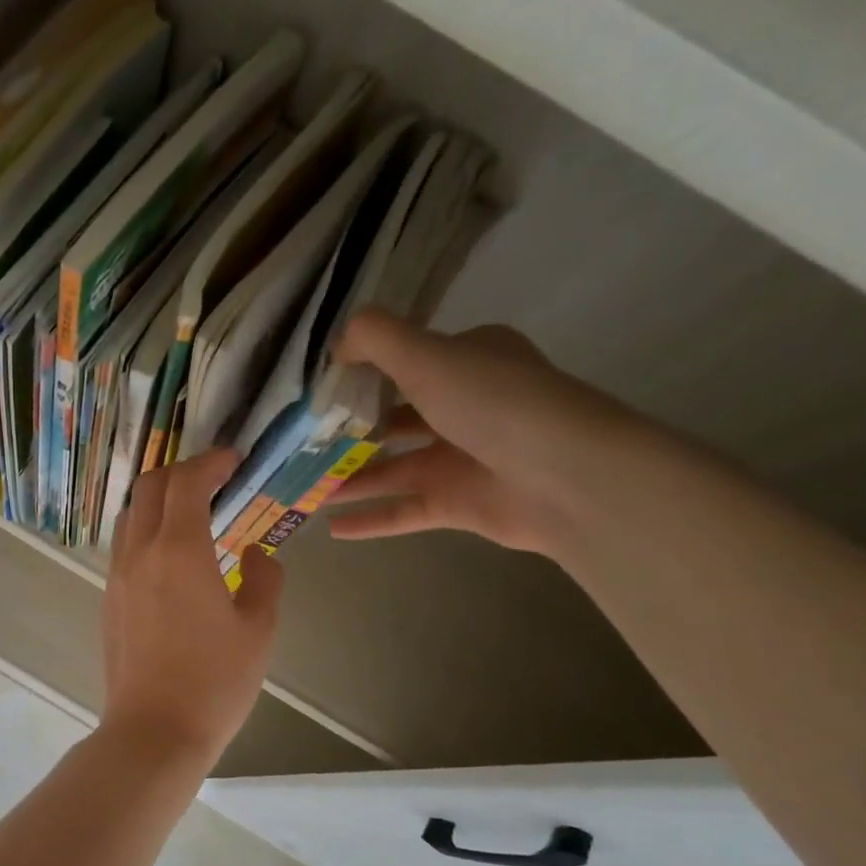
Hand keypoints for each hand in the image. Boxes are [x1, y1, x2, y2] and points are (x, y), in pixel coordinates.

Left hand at [102, 448, 283, 764]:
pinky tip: (172, 555)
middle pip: (150, 487)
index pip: (187, 482)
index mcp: (178, 551)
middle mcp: (140, 553)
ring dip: (159, 500)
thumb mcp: (258, 630)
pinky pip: (124, 545)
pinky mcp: (108, 598)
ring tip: (192, 514)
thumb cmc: (214, 682)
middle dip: (181, 472)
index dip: (211, 462)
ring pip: (130, 514)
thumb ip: (264, 580)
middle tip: (214, 480)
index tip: (234, 461)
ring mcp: (117, 576)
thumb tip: (257, 554)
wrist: (153, 731)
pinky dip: (147, 530)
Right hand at [329, 313, 640, 555]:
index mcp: (466, 361)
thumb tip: (336, 345)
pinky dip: (370, 518)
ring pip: (391, 467)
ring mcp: (461, 458)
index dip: (359, 370)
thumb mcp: (429, 355)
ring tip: (300, 485)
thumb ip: (376, 339)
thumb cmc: (494, 404)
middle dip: (347, 429)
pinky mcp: (458, 503)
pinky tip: (330, 527)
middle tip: (298, 441)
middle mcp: (464, 407)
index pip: (405, 359)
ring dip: (349, 476)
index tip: (315, 387)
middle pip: (393, 417)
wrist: (567, 477)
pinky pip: (403, 510)